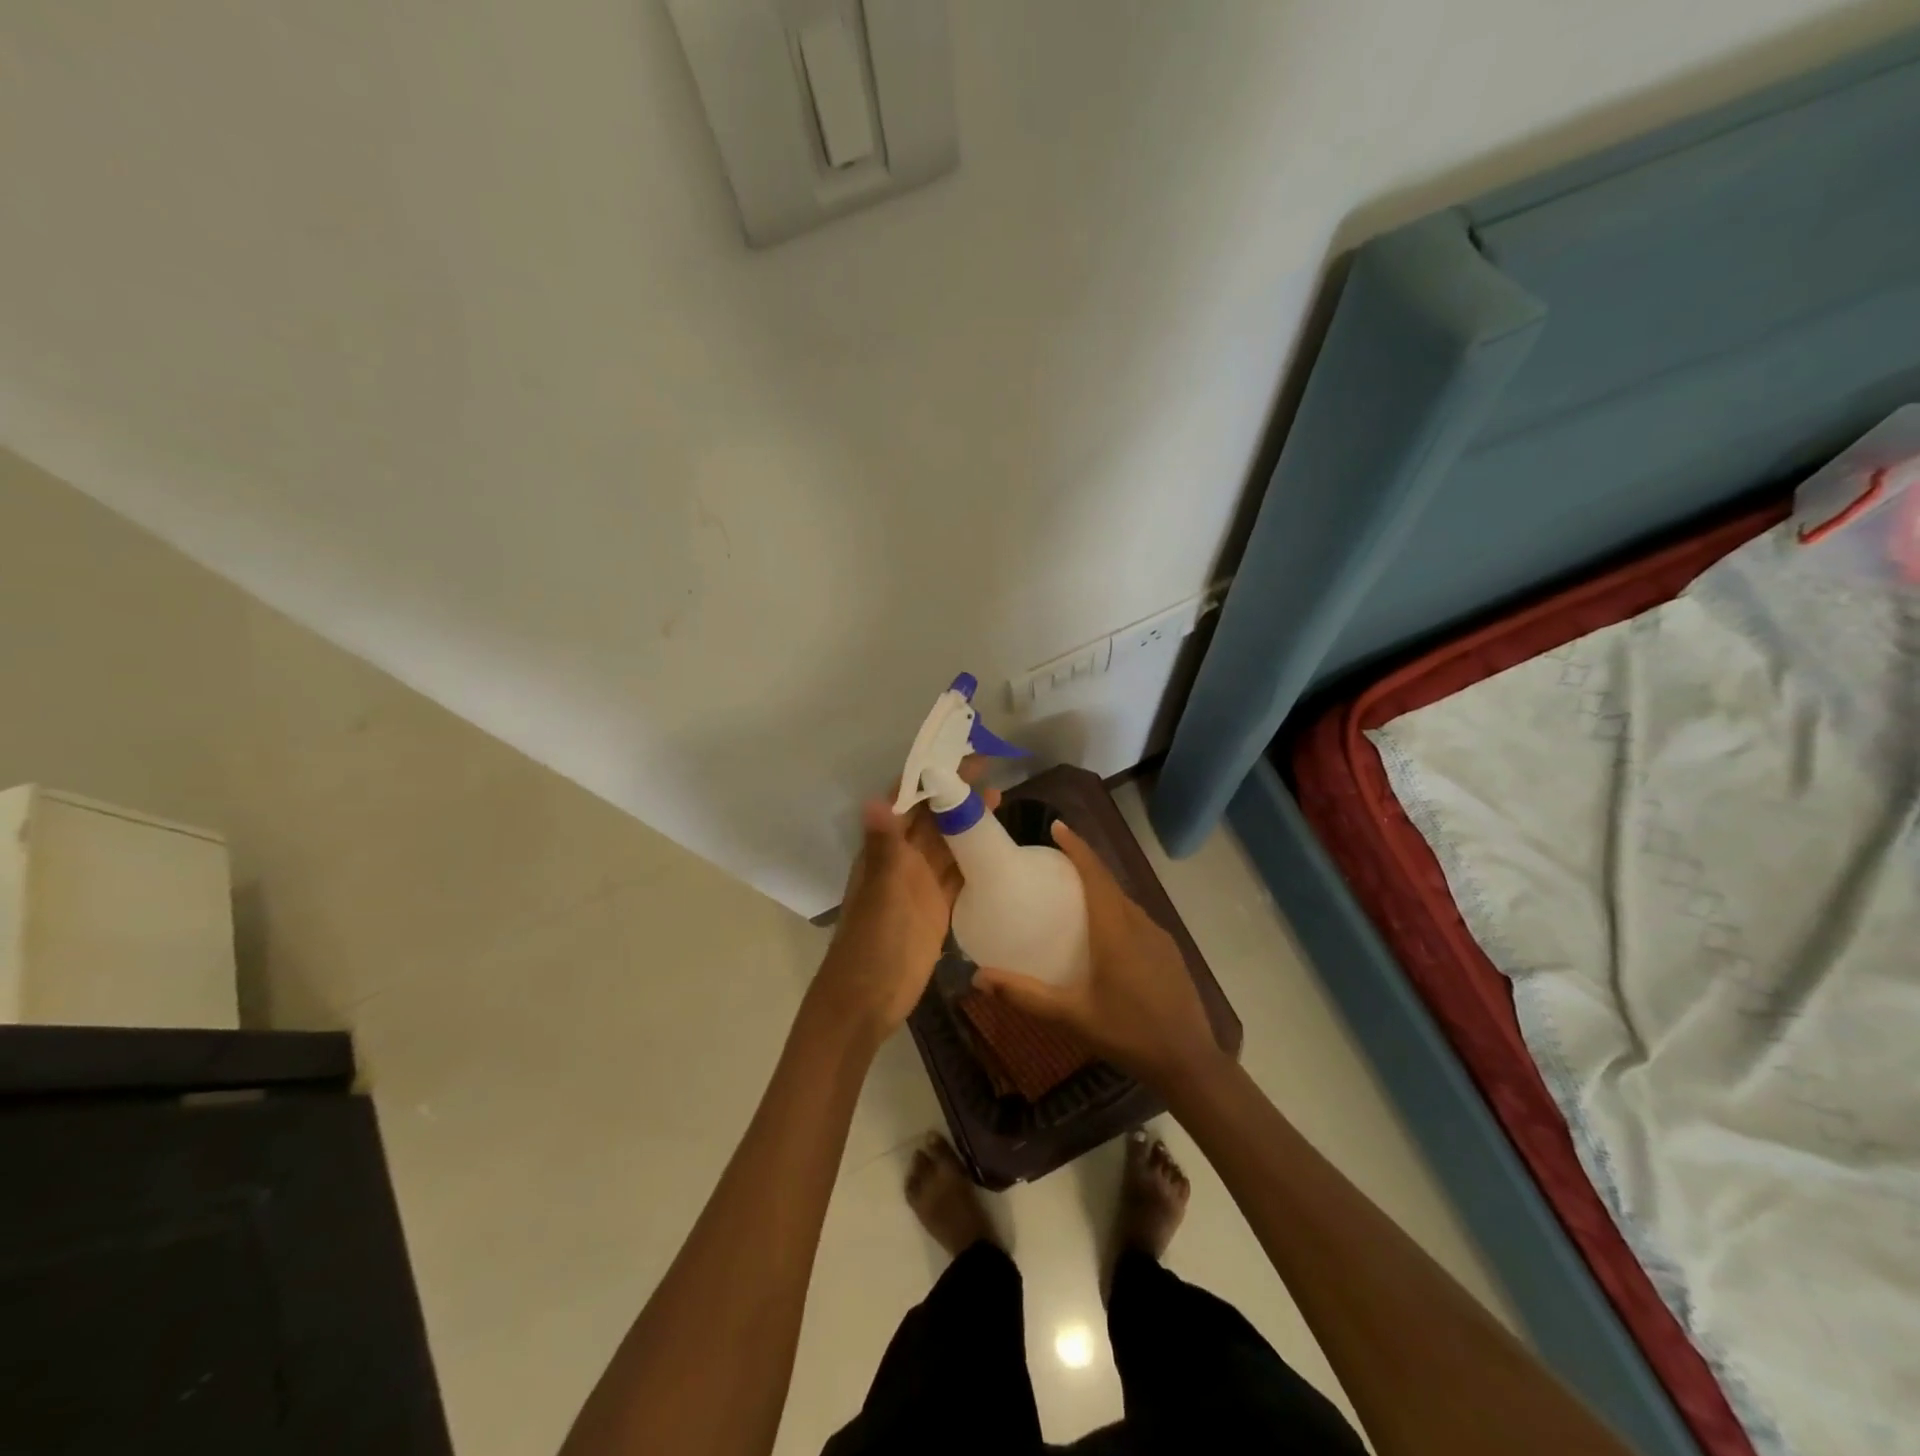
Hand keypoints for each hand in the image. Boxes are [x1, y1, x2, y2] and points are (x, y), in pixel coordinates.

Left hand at [813, 768, 999, 1041]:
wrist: (869, 1000)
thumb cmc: (870, 943)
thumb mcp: (880, 892)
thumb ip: (884, 847)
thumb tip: (875, 799)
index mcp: (884, 850)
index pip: (908, 801)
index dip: (929, 777)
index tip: (956, 755)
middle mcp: (902, 861)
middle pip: (932, 818)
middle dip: (956, 794)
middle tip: (989, 770)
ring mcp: (921, 885)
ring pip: (949, 844)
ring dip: (969, 823)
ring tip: (1000, 798)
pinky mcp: (938, 908)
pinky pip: (959, 875)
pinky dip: (976, 859)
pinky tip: (998, 847)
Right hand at [973, 821, 1223, 1088]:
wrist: (1189, 1061)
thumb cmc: (1127, 1033)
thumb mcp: (1071, 1016)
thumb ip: (1025, 995)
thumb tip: (978, 978)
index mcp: (1115, 929)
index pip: (1095, 873)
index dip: (1077, 847)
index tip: (1057, 827)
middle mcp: (1139, 922)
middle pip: (1109, 882)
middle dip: (1084, 864)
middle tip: (1054, 863)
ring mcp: (1159, 936)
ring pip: (1125, 901)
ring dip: (1101, 889)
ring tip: (1073, 897)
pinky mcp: (1169, 952)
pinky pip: (1137, 918)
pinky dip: (1116, 911)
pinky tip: (1104, 935)